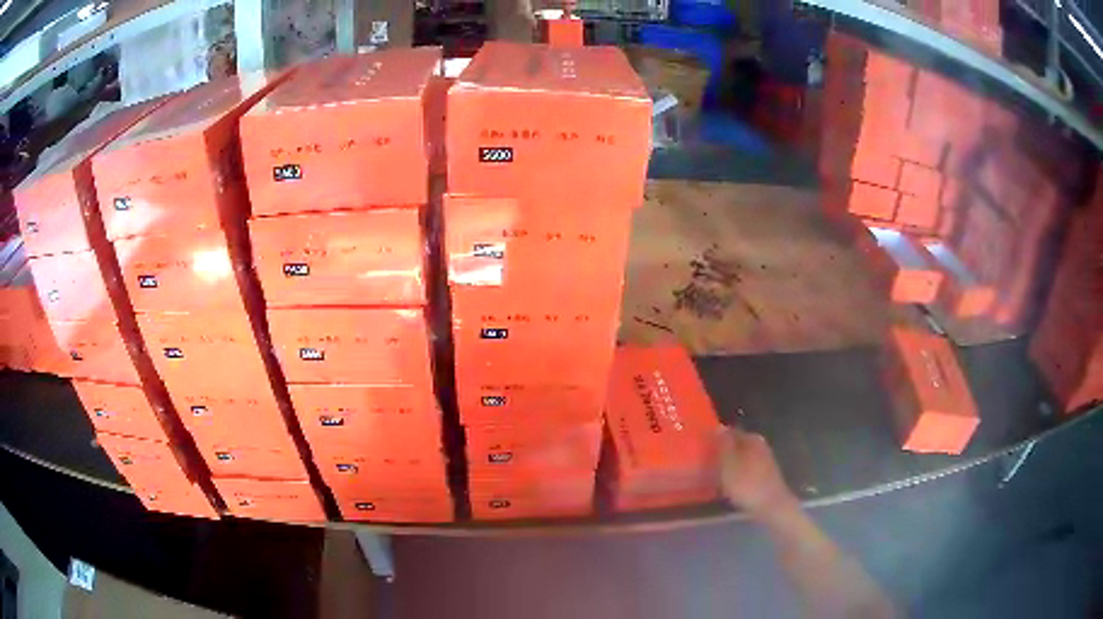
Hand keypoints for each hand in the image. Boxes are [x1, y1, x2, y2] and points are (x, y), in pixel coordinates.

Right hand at [717, 426, 798, 521]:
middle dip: (725, 452)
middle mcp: (761, 446)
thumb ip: (723, 445)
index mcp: (752, 439)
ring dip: (732, 464)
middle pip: (739, 445)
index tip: (705, 447)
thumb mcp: (729, 463)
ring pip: (743, 458)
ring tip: (716, 475)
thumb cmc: (747, 483)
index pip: (731, 431)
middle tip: (708, 462)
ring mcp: (766, 461)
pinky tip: (731, 485)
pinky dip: (739, 475)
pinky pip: (748, 471)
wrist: (771, 506)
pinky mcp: (767, 476)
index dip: (718, 438)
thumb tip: (719, 426)